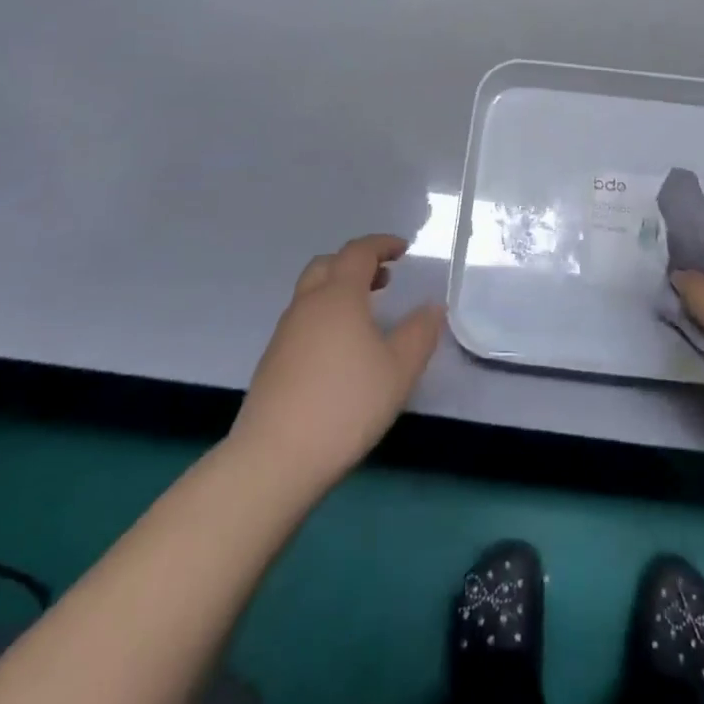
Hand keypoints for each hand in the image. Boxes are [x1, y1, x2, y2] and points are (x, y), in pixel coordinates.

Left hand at [230, 235, 443, 494]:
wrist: (274, 459)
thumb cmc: (345, 404)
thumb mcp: (398, 369)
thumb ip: (419, 333)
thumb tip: (432, 307)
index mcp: (338, 295)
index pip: (359, 252)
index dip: (382, 244)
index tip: (403, 249)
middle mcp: (307, 304)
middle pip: (328, 265)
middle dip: (357, 263)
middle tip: (384, 278)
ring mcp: (284, 333)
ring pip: (312, 293)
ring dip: (340, 290)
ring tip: (366, 314)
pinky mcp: (272, 362)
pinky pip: (303, 320)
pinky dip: (325, 316)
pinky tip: (340, 350)